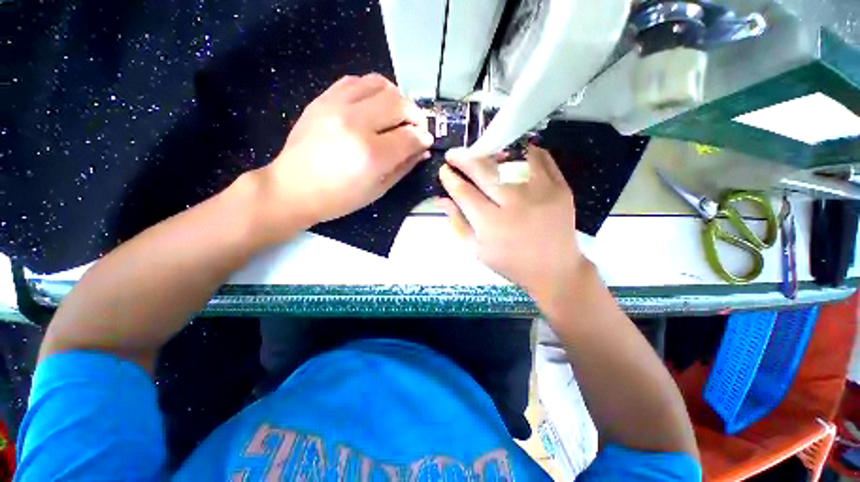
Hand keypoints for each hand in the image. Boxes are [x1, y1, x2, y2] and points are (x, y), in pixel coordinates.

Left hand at [253, 74, 433, 239]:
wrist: (293, 187)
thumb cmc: (339, 198)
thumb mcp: (378, 190)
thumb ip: (404, 166)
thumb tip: (423, 149)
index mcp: (371, 155)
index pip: (410, 136)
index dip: (423, 138)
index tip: (426, 141)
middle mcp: (356, 124)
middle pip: (399, 104)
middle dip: (415, 116)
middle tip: (415, 128)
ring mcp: (337, 106)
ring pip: (380, 84)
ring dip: (396, 98)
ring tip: (396, 114)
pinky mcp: (323, 99)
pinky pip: (356, 81)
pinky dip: (373, 89)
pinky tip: (374, 105)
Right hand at [437, 146, 586, 299]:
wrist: (554, 269)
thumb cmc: (510, 263)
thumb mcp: (477, 249)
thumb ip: (458, 222)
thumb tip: (441, 199)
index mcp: (491, 224)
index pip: (464, 192)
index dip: (451, 179)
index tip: (444, 170)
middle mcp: (514, 204)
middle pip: (484, 171)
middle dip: (464, 159)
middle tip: (454, 154)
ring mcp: (540, 192)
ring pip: (511, 160)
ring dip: (491, 152)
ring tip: (480, 151)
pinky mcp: (560, 187)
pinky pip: (540, 159)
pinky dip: (524, 151)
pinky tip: (512, 152)